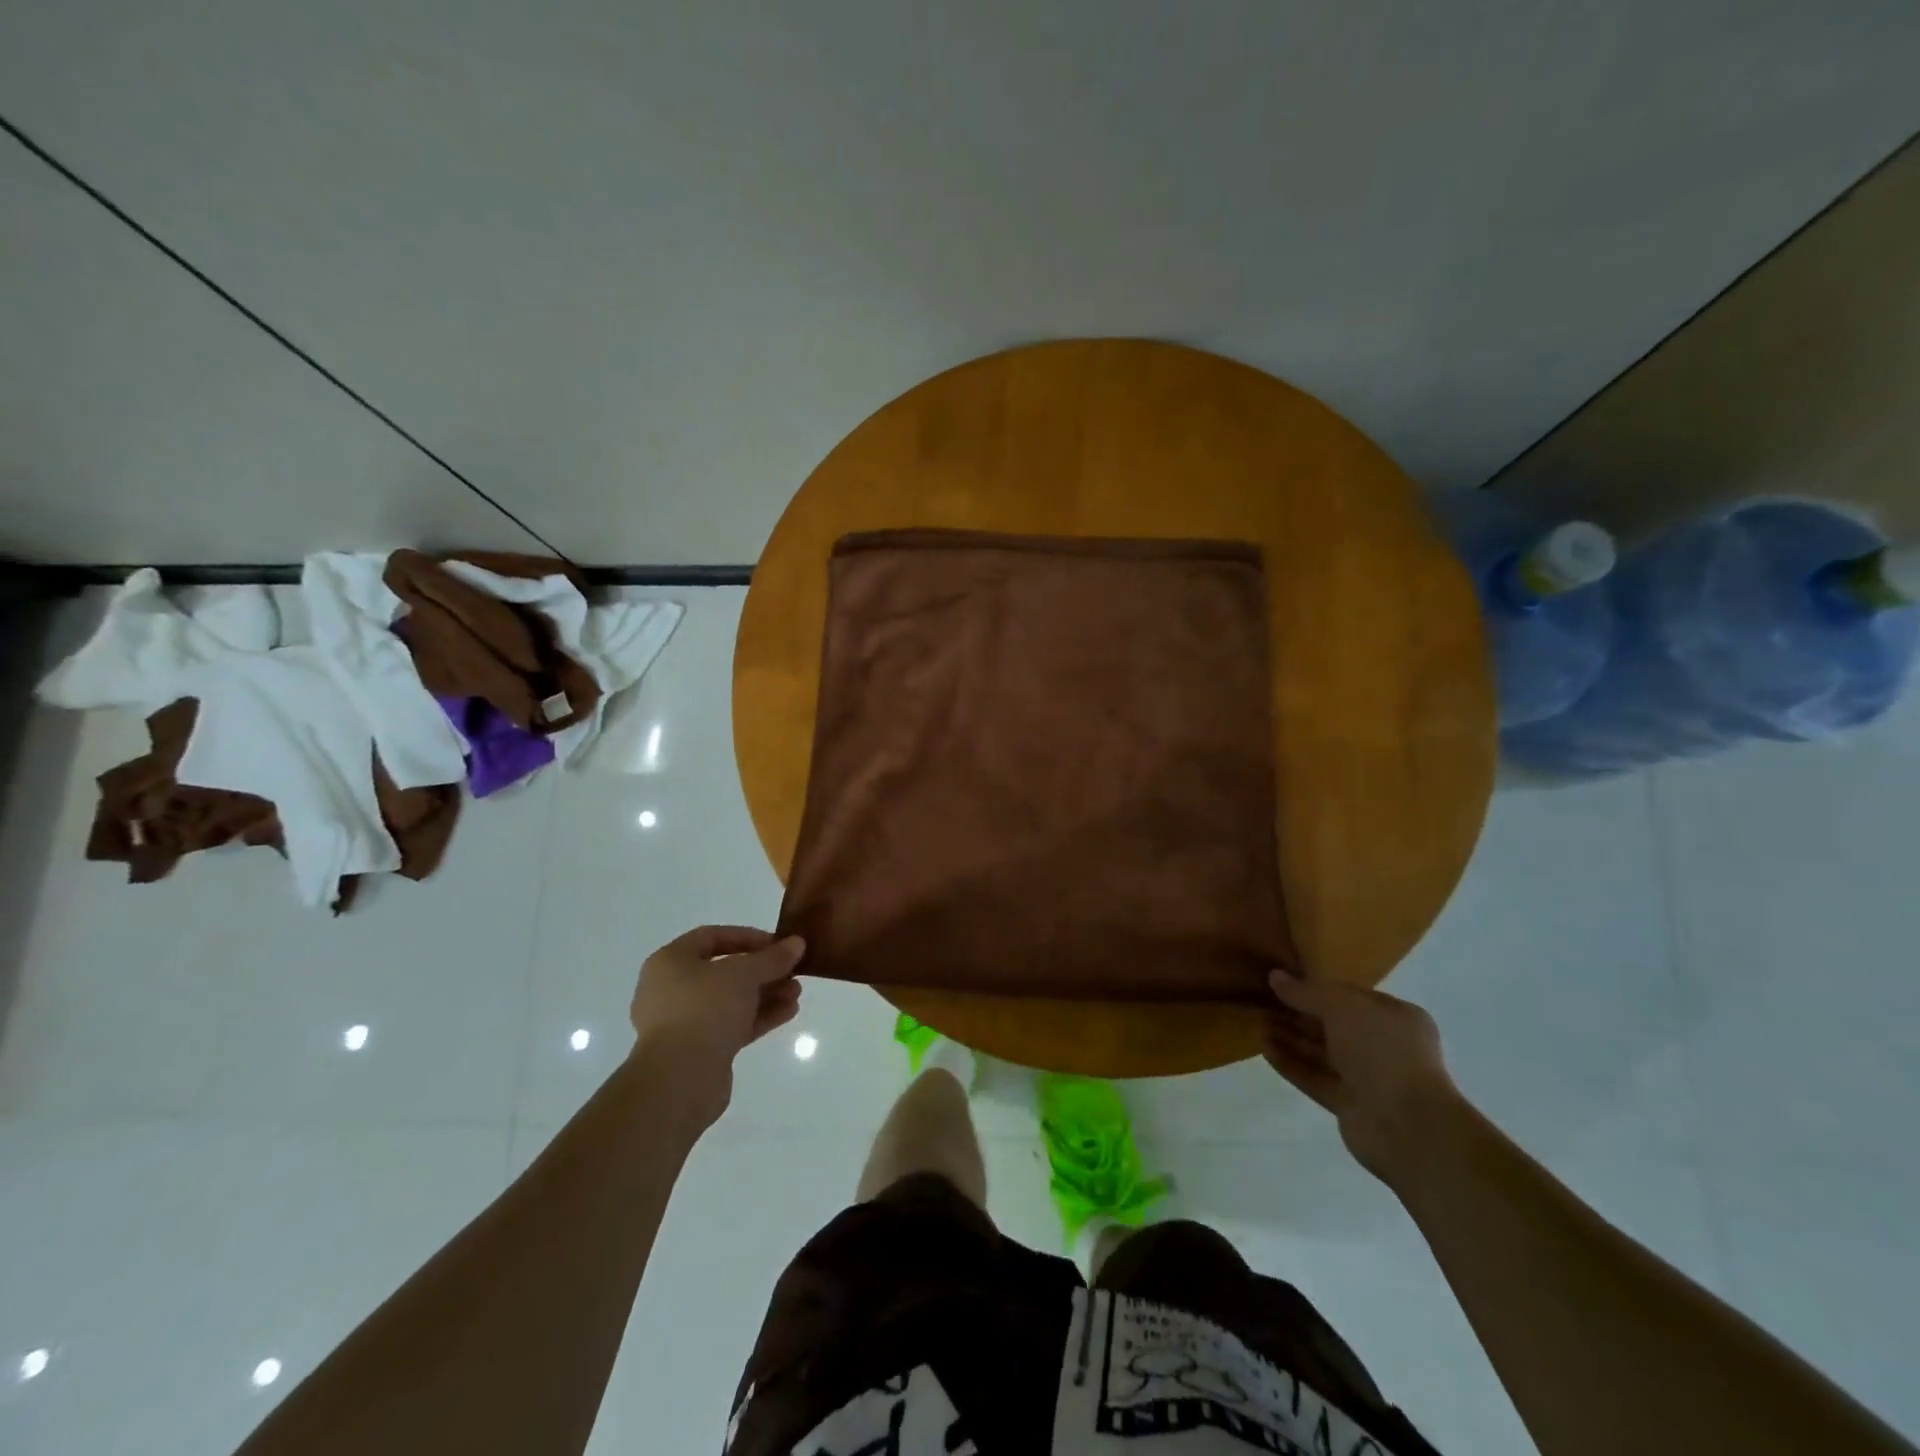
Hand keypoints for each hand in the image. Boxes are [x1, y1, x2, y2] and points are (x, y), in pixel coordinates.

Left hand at [629, 925, 805, 1126]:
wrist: (679, 1080)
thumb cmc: (704, 1010)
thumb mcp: (744, 974)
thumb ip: (772, 958)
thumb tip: (797, 943)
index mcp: (670, 962)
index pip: (712, 937)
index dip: (748, 937)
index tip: (778, 943)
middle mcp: (672, 989)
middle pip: (724, 971)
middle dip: (762, 970)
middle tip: (793, 971)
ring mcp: (684, 1023)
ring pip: (731, 1000)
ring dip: (765, 994)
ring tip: (797, 993)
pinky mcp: (699, 1051)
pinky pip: (732, 1025)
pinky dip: (759, 1017)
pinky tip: (789, 1012)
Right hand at [1263, 967, 1460, 1182]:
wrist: (1406, 1125)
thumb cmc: (1382, 1051)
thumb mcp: (1341, 1007)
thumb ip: (1306, 992)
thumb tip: (1275, 976)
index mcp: (1395, 1018)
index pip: (1350, 997)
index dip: (1316, 989)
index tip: (1282, 982)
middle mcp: (1385, 1046)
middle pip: (1332, 1025)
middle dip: (1297, 1014)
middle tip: (1261, 1002)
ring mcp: (1368, 1079)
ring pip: (1322, 1053)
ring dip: (1290, 1038)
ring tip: (1256, 1023)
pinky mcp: (1350, 1105)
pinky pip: (1316, 1078)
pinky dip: (1292, 1064)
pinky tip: (1264, 1049)